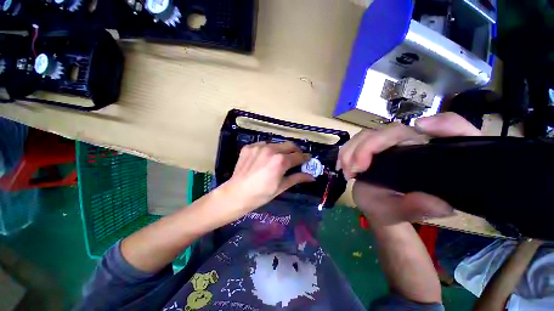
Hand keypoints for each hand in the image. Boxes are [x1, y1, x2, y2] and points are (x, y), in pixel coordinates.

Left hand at [223, 141, 313, 212]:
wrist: (237, 194)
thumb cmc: (261, 194)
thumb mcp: (281, 187)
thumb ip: (297, 178)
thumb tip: (312, 176)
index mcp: (281, 161)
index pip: (298, 156)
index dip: (305, 157)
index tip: (308, 158)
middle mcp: (271, 149)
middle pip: (289, 145)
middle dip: (295, 151)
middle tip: (296, 157)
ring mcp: (259, 146)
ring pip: (276, 144)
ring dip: (281, 150)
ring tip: (279, 158)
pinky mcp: (249, 146)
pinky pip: (263, 145)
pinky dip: (268, 150)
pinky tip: (265, 158)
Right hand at [338, 112, 481, 225]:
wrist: (376, 207)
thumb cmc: (395, 211)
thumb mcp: (405, 212)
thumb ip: (418, 208)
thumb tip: (440, 204)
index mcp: (426, 157)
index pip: (446, 130)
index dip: (443, 124)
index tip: (420, 130)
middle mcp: (409, 145)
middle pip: (388, 131)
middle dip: (365, 148)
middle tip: (355, 170)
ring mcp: (386, 145)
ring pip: (366, 135)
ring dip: (350, 151)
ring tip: (347, 173)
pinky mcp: (370, 147)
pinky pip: (354, 141)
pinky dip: (345, 152)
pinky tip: (342, 166)